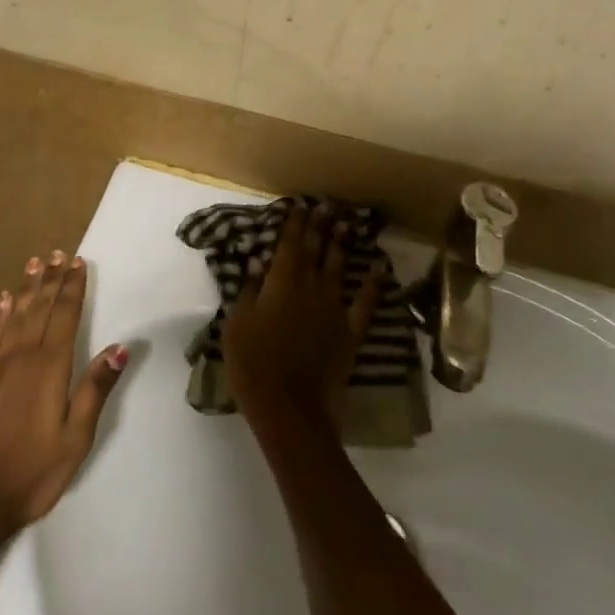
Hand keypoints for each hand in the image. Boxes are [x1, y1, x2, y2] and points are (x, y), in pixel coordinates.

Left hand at [0, 251, 128, 542]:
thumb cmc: (33, 471)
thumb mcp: (76, 437)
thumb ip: (95, 388)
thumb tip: (120, 347)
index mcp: (49, 367)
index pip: (65, 316)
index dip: (72, 288)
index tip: (77, 262)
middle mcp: (21, 356)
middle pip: (40, 308)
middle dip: (51, 280)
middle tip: (57, 253)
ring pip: (14, 315)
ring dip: (26, 288)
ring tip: (34, 264)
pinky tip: (3, 301)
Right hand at [222, 206, 383, 435]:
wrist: (291, 410)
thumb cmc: (253, 366)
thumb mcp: (236, 325)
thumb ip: (248, 292)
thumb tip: (257, 266)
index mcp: (280, 284)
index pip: (288, 246)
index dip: (294, 224)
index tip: (300, 205)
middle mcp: (310, 288)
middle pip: (316, 251)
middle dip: (319, 227)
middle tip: (326, 206)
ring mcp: (334, 309)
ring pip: (339, 269)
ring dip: (342, 245)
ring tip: (347, 224)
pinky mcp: (351, 332)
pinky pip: (365, 302)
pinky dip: (373, 283)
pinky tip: (378, 267)